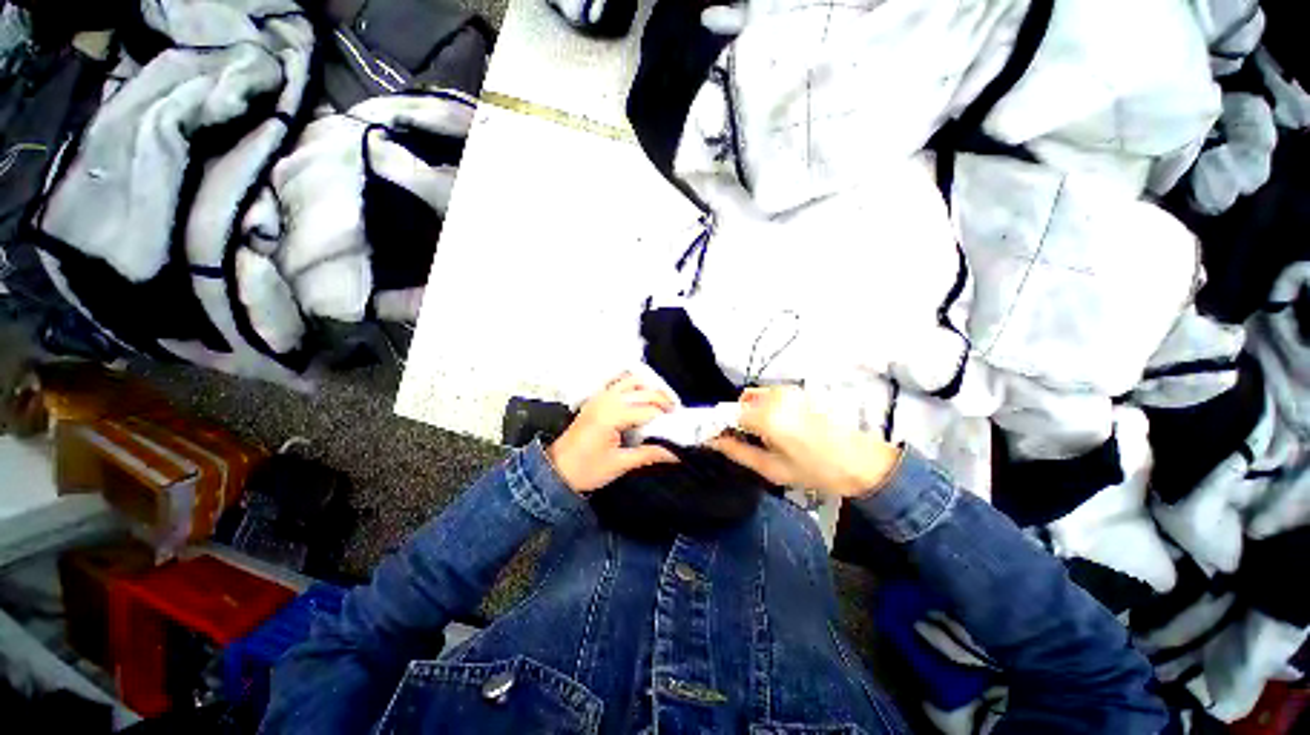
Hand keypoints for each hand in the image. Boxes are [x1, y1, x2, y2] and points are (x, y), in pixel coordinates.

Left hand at [547, 373, 679, 492]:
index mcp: (612, 416)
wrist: (556, 470)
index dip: (667, 417)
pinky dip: (634, 385)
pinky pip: (619, 383)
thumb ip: (649, 455)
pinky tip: (641, 396)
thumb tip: (675, 454)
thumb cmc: (585, 469)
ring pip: (631, 381)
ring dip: (649, 389)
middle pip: (643, 391)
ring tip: (661, 403)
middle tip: (675, 414)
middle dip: (663, 400)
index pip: (648, 410)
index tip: (680, 426)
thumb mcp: (619, 464)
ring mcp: (600, 397)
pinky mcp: (597, 399)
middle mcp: (606, 400)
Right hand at [708, 386, 901, 496]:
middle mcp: (775, 396)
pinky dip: (766, 407)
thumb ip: (737, 452)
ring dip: (751, 413)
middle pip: (739, 403)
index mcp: (767, 416)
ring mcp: (788, 390)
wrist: (861, 461)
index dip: (719, 426)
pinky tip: (781, 427)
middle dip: (737, 420)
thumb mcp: (772, 469)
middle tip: (748, 442)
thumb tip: (713, 441)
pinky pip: (769, 395)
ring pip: (754, 397)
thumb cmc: (816, 470)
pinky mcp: (798, 390)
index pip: (727, 413)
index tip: (717, 439)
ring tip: (767, 436)